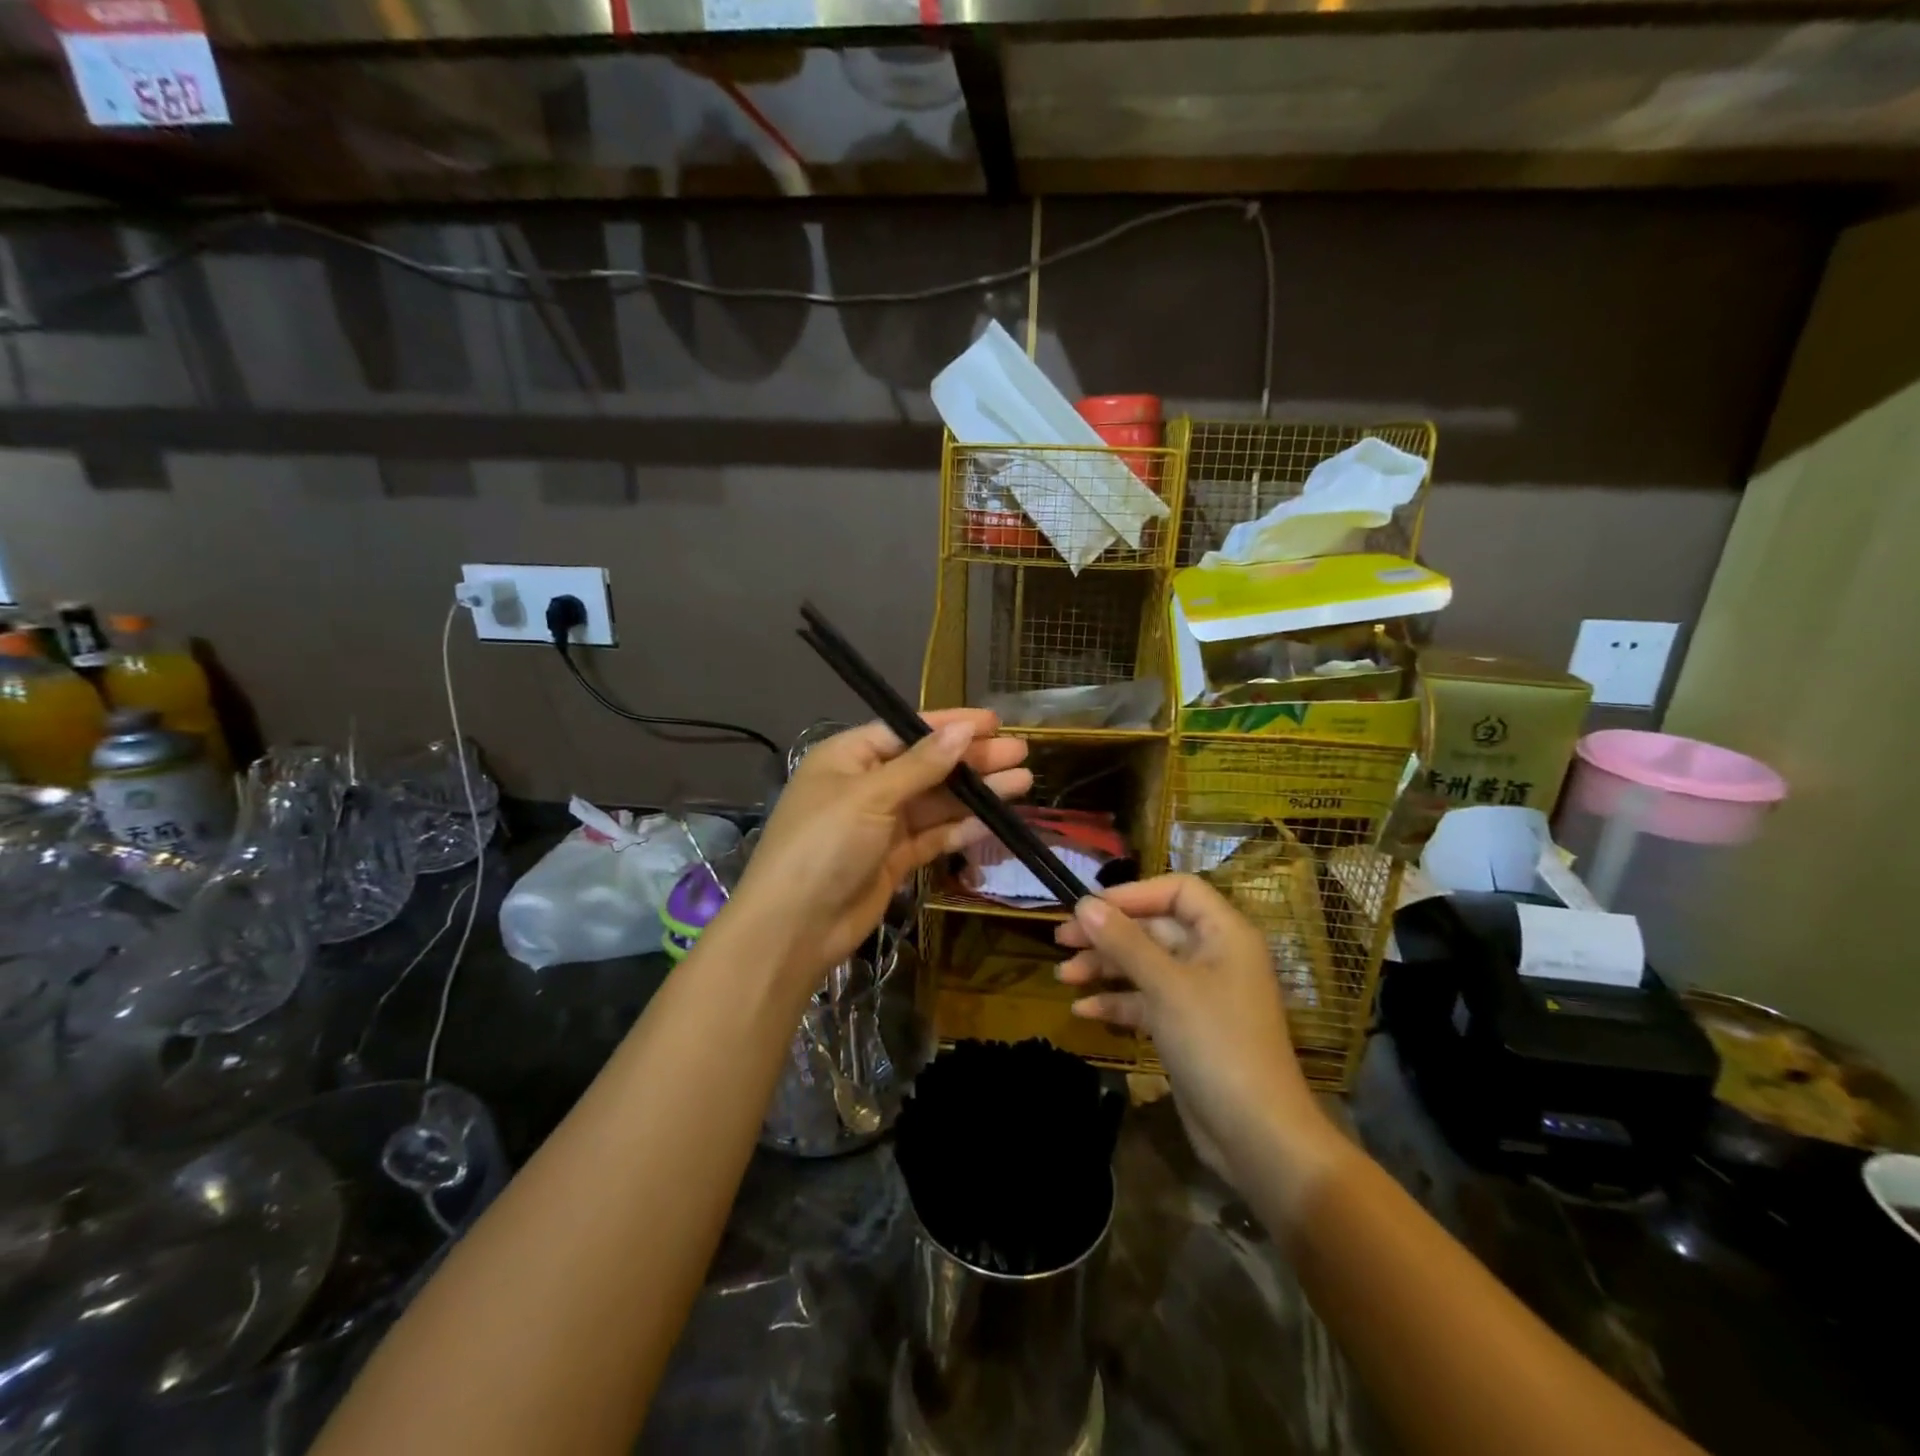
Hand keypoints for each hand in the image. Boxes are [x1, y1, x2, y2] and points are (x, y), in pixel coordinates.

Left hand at [731, 709, 1030, 991]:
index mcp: (849, 757)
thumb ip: (921, 765)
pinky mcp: (894, 858)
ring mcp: (881, 824)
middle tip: (1021, 751)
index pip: (907, 731)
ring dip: (977, 793)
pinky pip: (934, 835)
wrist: (795, 926)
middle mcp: (867, 785)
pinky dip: (962, 828)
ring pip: (937, 801)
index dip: (951, 725)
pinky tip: (996, 820)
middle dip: (972, 759)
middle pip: (928, 765)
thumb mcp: (870, 796)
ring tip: (1023, 781)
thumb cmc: (824, 844)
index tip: (993, 722)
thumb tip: (962, 730)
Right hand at [1055, 875, 1344, 1209]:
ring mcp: (1200, 994)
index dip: (1133, 894)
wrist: (1257, 1136)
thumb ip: (1124, 941)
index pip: (1177, 891)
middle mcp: (1214, 956)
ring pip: (1145, 965)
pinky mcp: (1186, 1028)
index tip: (1089, 906)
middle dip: (1108, 933)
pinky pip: (1146, 1001)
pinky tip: (1083, 1010)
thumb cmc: (1217, 1044)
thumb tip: (1084, 903)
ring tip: (1062, 976)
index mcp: (1224, 934)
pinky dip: (1117, 1002)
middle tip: (1061, 939)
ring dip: (1105, 967)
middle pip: (1154, 928)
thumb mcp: (1166, 986)